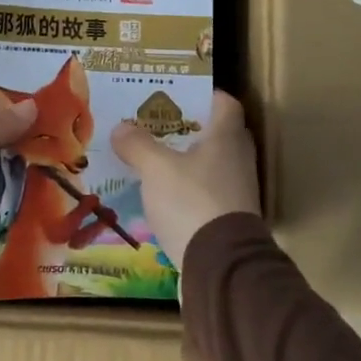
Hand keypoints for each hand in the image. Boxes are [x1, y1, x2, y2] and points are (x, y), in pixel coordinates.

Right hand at [110, 91, 259, 273]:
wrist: (221, 266)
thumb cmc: (192, 201)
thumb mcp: (156, 169)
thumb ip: (138, 145)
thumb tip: (121, 128)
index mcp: (226, 137)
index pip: (224, 103)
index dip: (204, 94)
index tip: (178, 94)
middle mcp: (239, 160)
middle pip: (219, 133)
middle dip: (190, 128)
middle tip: (159, 125)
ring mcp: (238, 192)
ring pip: (213, 164)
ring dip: (188, 160)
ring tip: (155, 158)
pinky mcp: (230, 219)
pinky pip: (208, 192)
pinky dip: (189, 189)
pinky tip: (164, 195)